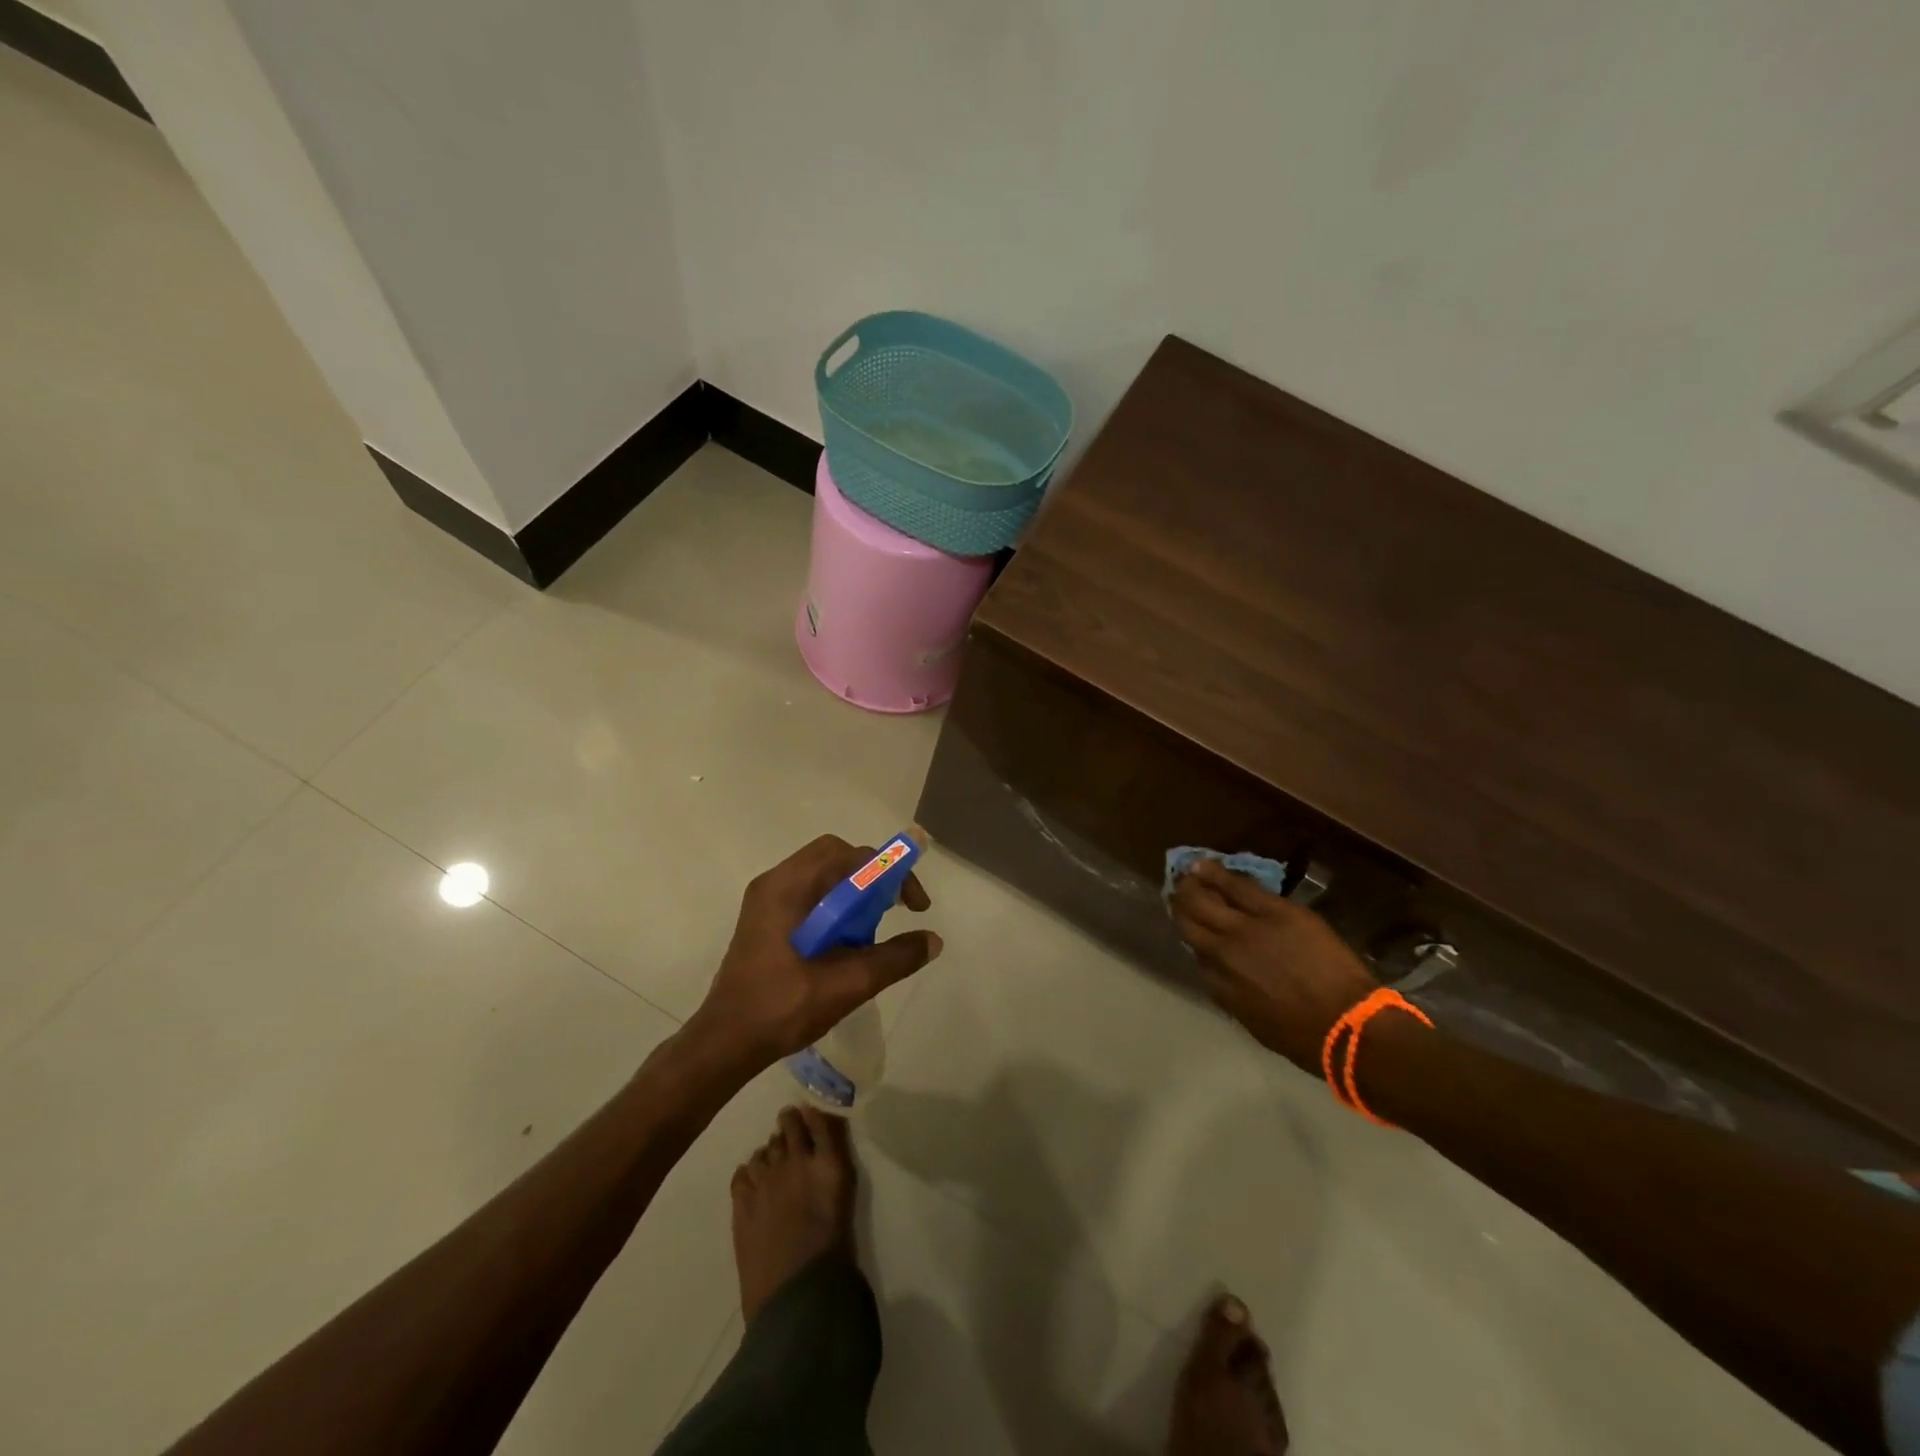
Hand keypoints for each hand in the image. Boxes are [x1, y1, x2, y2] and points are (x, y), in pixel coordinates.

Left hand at [687, 834, 941, 1071]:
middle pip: (835, 857)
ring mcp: (767, 901)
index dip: (889, 872)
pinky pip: (810, 895)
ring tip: (872, 929)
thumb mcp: (847, 984)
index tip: (913, 905)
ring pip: (823, 875)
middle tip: (895, 909)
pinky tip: (847, 941)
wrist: (725, 1043)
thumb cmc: (782, 1009)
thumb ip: (894, 958)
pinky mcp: (766, 920)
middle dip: (873, 877)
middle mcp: (775, 883)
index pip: (849, 855)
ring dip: (855, 893)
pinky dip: (836, 906)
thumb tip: (934, 940)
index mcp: (787, 887)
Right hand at [1169, 859, 1377, 1070]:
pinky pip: (1239, 887)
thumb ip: (1228, 990)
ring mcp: (1247, 927)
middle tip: (1178, 894)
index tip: (1188, 927)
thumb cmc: (1303, 1036)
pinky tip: (1204, 865)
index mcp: (1219, 982)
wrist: (1348, 1024)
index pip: (1194, 952)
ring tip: (1186, 872)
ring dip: (1192, 885)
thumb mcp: (1253, 1021)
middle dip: (1181, 905)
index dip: (1189, 935)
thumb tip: (1217, 969)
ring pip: (1206, 899)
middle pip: (1190, 920)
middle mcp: (1223, 951)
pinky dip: (1217, 874)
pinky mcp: (1274, 910)